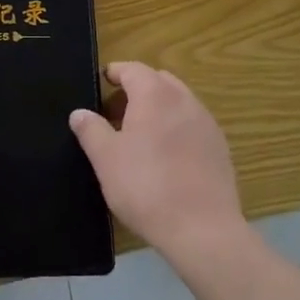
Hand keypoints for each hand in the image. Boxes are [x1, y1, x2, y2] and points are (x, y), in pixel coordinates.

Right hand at [70, 62, 245, 265]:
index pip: (132, 69)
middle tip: (116, 114)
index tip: (102, 82)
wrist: (203, 230)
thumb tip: (79, 113)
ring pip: (178, 102)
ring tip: (140, 138)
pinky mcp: (220, 148)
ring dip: (158, 109)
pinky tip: (167, 158)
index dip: (114, 73)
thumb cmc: (146, 186)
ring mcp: (206, 123)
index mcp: (154, 94)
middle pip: (158, 81)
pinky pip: (193, 125)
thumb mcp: (106, 159)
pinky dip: (177, 128)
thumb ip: (90, 130)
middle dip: (137, 90)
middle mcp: (184, 99)